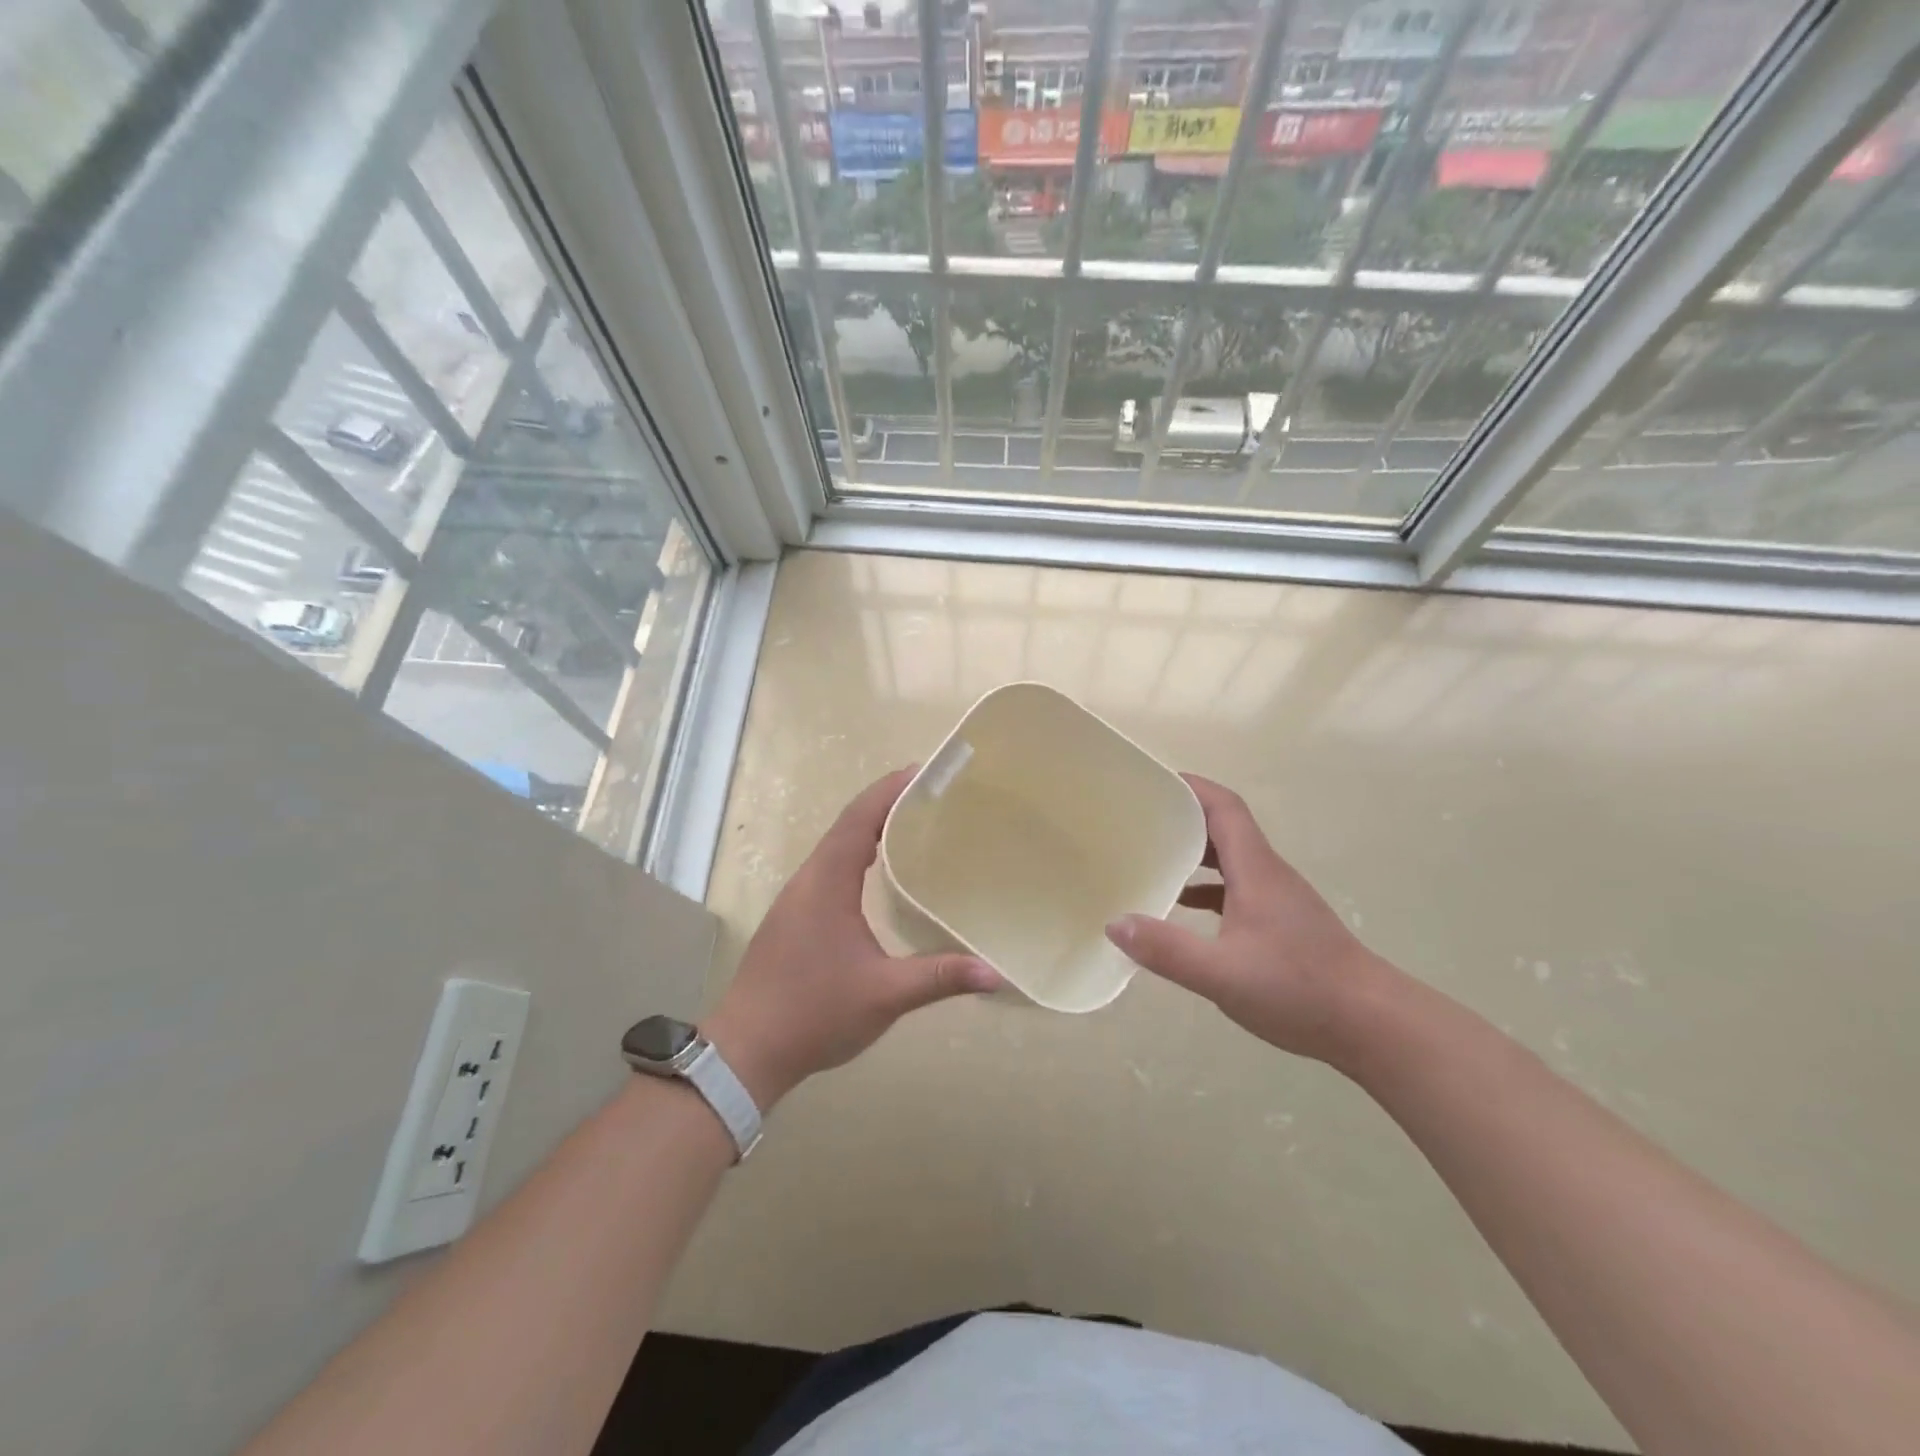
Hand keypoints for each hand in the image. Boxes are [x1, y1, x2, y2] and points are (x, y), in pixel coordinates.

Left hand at [705, 768, 1001, 1108]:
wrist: (747, 1050)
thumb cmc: (814, 1013)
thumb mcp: (884, 995)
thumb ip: (939, 978)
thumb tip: (995, 974)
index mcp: (827, 882)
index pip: (860, 818)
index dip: (890, 790)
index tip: (924, 771)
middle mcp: (808, 879)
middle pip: (848, 823)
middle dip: (886, 801)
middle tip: (932, 794)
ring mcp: (797, 897)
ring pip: (836, 845)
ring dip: (871, 826)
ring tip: (913, 821)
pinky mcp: (794, 916)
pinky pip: (830, 866)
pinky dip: (858, 852)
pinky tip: (879, 870)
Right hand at [1105, 774, 1393, 1065]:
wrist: (1374, 1025)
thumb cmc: (1300, 989)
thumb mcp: (1222, 974)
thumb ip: (1167, 950)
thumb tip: (1115, 924)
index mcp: (1255, 869)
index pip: (1224, 807)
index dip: (1191, 786)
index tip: (1153, 781)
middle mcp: (1268, 874)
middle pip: (1224, 827)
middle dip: (1182, 816)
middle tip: (1139, 820)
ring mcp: (1278, 899)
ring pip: (1230, 859)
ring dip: (1194, 852)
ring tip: (1152, 858)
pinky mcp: (1283, 923)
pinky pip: (1237, 888)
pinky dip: (1207, 888)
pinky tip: (1183, 909)